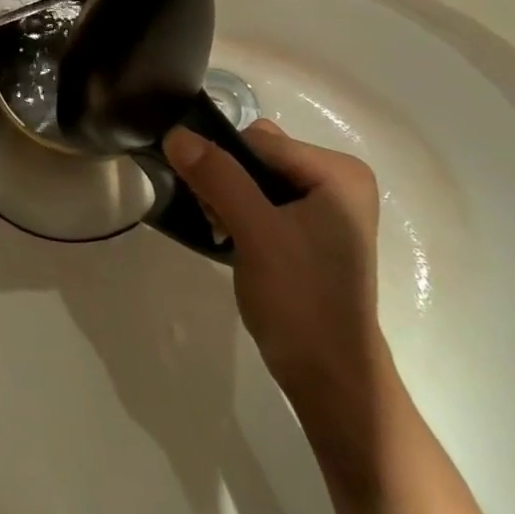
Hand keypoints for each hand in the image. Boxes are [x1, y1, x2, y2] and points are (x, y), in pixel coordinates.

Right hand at [163, 119, 388, 409]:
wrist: (331, 380)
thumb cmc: (301, 299)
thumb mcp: (256, 231)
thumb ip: (217, 176)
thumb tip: (175, 133)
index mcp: (339, 172)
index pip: (259, 141)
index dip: (224, 164)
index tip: (210, 205)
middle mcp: (338, 181)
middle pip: (257, 155)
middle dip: (226, 182)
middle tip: (220, 222)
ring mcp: (327, 208)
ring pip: (253, 178)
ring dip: (228, 200)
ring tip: (226, 235)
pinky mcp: (312, 233)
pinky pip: (262, 201)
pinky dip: (241, 215)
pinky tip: (234, 242)